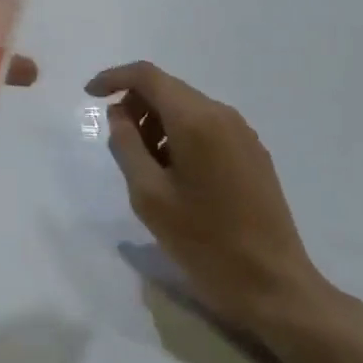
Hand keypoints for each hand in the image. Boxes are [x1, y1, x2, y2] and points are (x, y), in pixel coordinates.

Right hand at [86, 61, 322, 329]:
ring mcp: (243, 133)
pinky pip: (207, 127)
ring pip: (187, 108)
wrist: (273, 285)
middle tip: (118, 144)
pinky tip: (175, 175)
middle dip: (135, 106)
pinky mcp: (253, 153)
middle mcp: (222, 115)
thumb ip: (126, 145)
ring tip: (146, 167)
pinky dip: (181, 136)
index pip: (147, 76)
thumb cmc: (204, 241)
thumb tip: (120, 113)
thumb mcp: (149, 195)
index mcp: (195, 120)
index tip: (89, 96)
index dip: (113, 78)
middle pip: (168, 89)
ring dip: (157, 123)